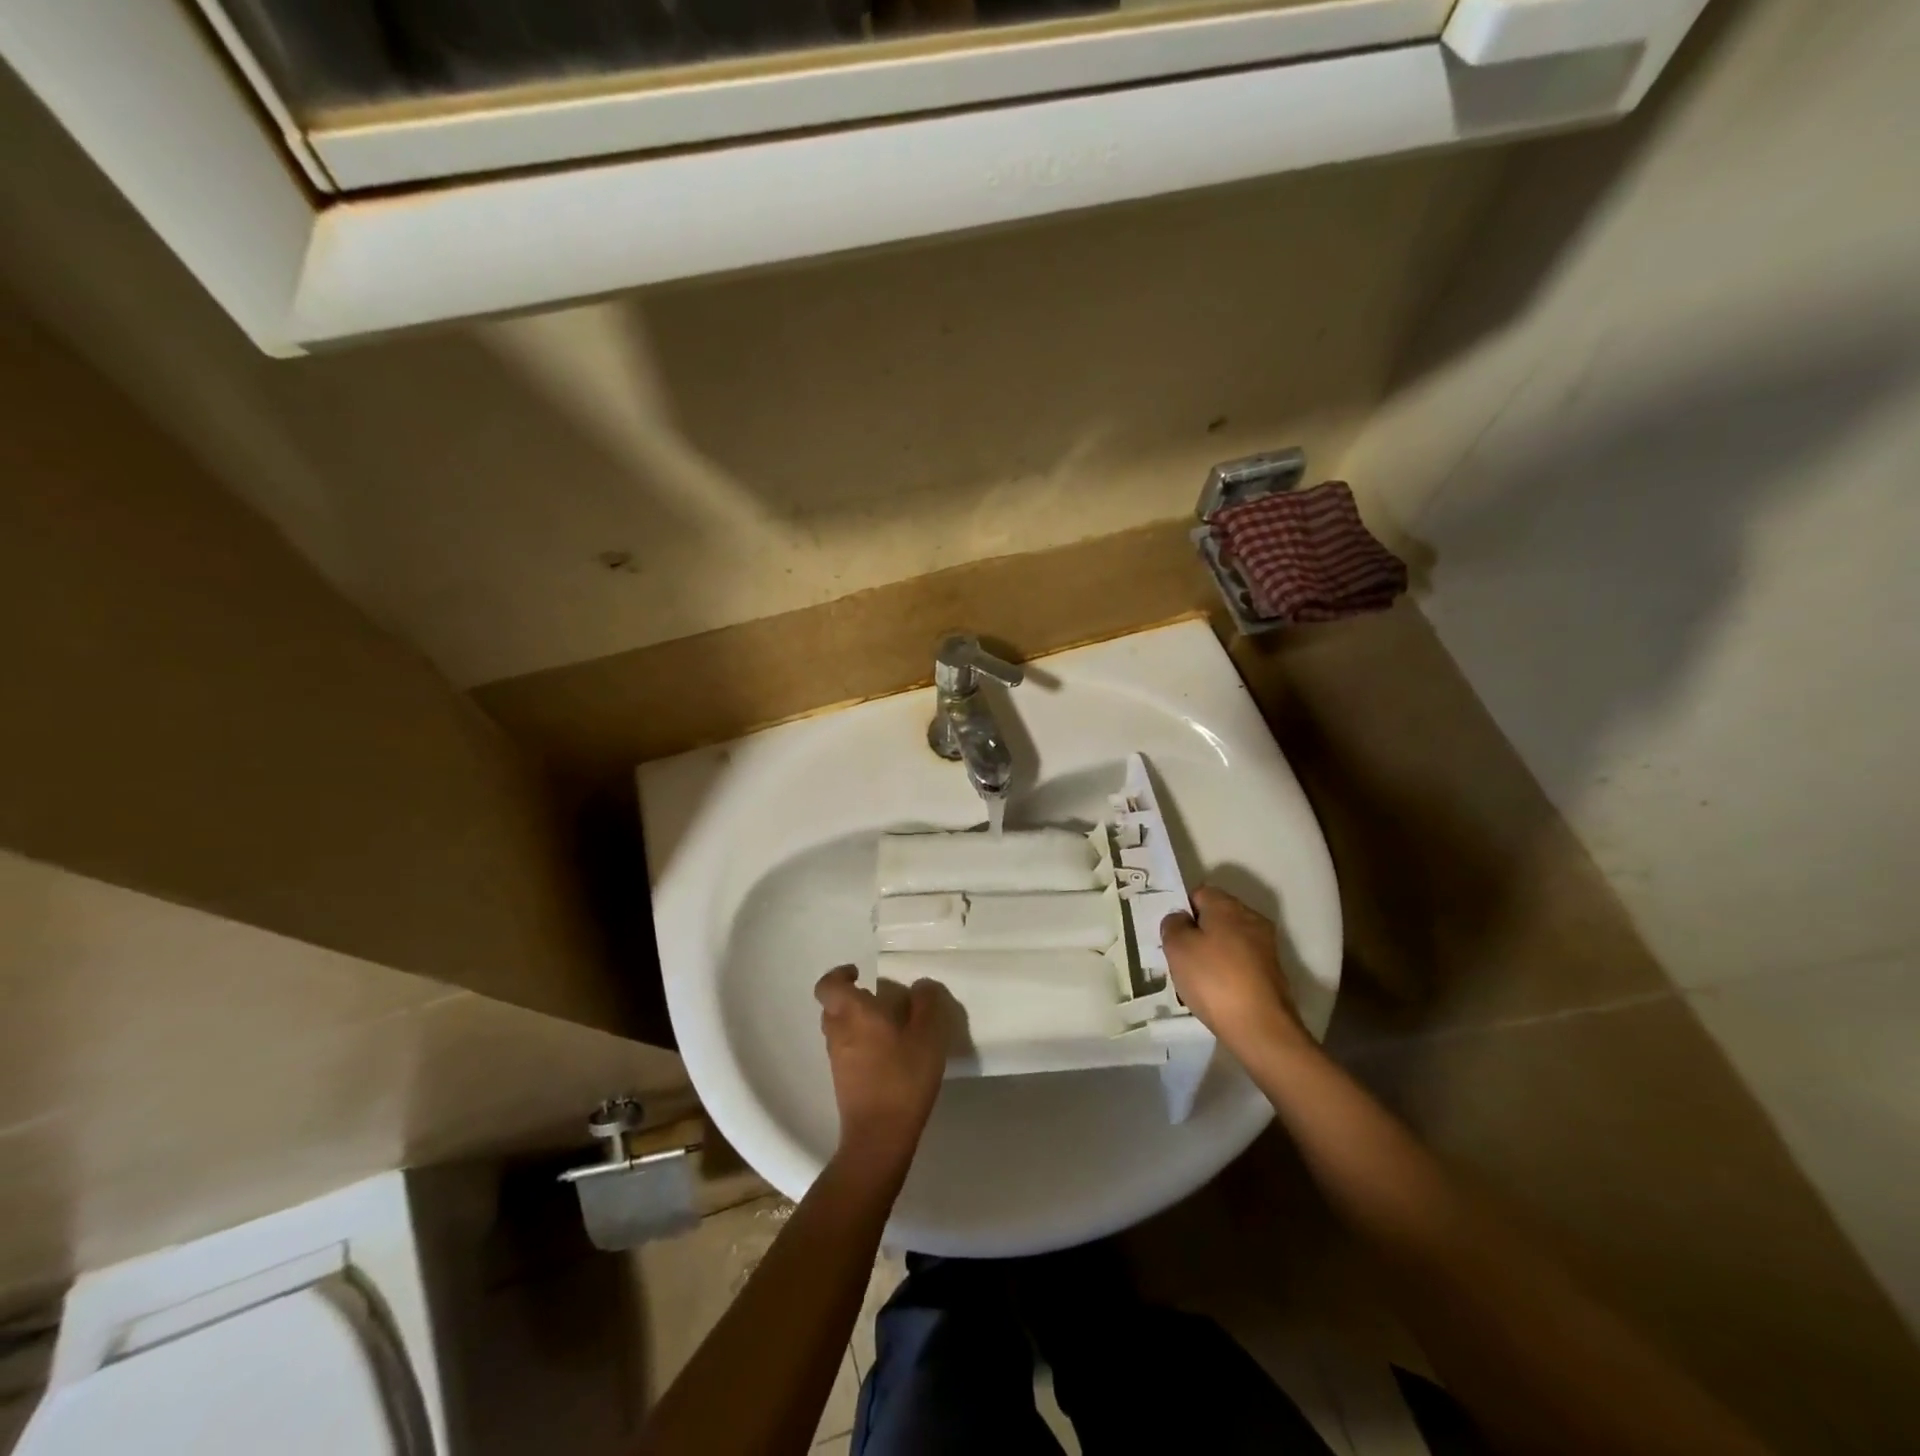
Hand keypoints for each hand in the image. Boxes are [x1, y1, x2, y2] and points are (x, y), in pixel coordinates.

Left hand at [814, 966, 951, 1172]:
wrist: (879, 1136)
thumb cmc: (903, 1076)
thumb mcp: (928, 1034)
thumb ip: (926, 1004)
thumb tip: (921, 986)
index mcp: (853, 1013)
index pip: (829, 985)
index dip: (840, 975)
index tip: (860, 973)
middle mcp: (838, 1032)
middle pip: (833, 1006)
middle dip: (852, 998)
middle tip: (880, 1000)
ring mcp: (837, 1059)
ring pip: (839, 1029)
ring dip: (857, 1023)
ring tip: (890, 1028)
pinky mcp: (843, 1082)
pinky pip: (847, 1051)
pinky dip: (861, 1045)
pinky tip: (889, 1055)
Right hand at [1161, 887, 1309, 1061]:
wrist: (1261, 1028)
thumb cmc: (1214, 980)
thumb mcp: (1177, 948)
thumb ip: (1173, 925)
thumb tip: (1180, 918)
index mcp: (1228, 906)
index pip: (1199, 892)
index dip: (1182, 909)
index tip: (1171, 933)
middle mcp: (1251, 919)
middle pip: (1216, 916)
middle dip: (1197, 932)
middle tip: (1179, 956)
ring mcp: (1266, 947)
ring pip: (1229, 941)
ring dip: (1212, 954)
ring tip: (1195, 979)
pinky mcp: (1272, 973)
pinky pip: (1241, 963)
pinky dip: (1228, 972)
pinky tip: (1217, 993)